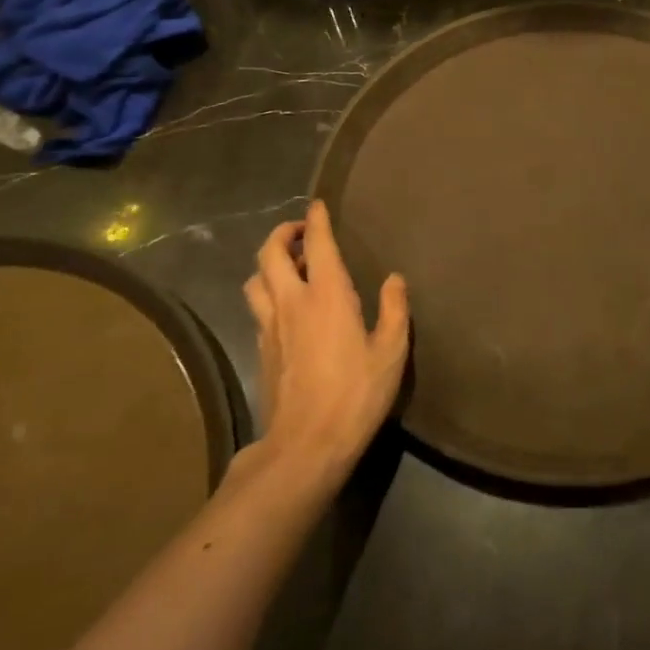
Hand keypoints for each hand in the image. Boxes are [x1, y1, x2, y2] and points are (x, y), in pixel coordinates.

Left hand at [243, 201, 409, 473]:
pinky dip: (267, 294)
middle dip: (282, 234)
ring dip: (267, 264)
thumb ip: (394, 309)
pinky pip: (257, 308)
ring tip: (287, 266)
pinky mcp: (261, 350)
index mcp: (327, 295)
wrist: (305, 444)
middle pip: (269, 254)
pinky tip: (284, 307)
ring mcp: (270, 326)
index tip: (318, 205)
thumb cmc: (356, 393)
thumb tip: (394, 279)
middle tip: (300, 232)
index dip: (316, 220)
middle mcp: (292, 302)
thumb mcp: (390, 352)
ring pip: (255, 280)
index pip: (316, 245)